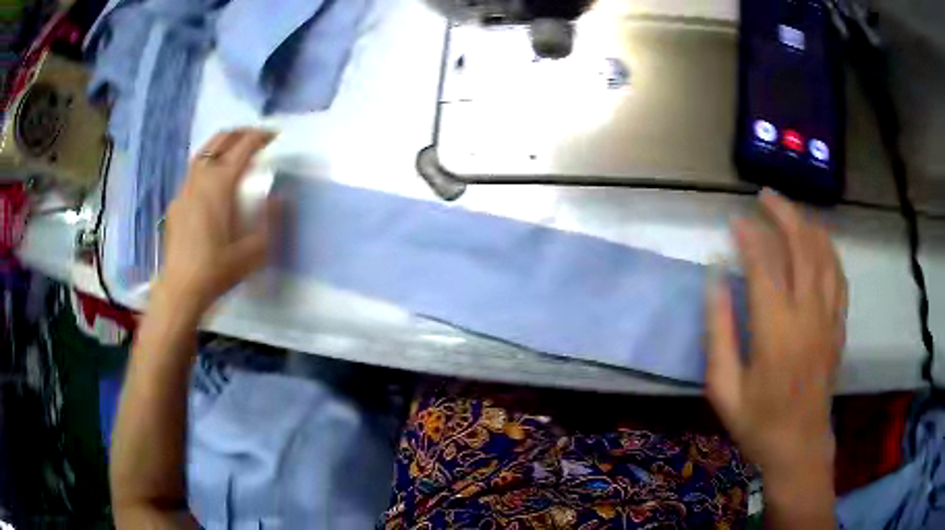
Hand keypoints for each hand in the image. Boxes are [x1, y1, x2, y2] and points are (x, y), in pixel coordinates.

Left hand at [157, 129, 275, 314]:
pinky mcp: (176, 203)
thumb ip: (270, 221)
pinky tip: (212, 182)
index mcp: (220, 184)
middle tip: (256, 137)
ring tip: (235, 151)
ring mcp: (184, 189)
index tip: (275, 135)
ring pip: (203, 153)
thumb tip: (280, 197)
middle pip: (220, 140)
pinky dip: (207, 164)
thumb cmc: (217, 270)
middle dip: (240, 133)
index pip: (243, 147)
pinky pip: (193, 172)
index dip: (261, 136)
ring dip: (221, 145)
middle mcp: (200, 179)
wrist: (181, 289)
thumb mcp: (253, 251)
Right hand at [706, 190, 846, 480]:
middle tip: (765, 197)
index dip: (749, 236)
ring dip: (808, 225)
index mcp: (775, 331)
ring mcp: (828, 318)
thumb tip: (714, 280)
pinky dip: (830, 251)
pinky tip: (820, 242)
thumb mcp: (724, 388)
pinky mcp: (839, 326)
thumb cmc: (757, 422)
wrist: (799, 446)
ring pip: (825, 255)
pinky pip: (840, 276)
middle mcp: (807, 315)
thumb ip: (718, 332)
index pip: (764, 265)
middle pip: (801, 247)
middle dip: (783, 213)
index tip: (734, 221)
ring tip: (791, 210)